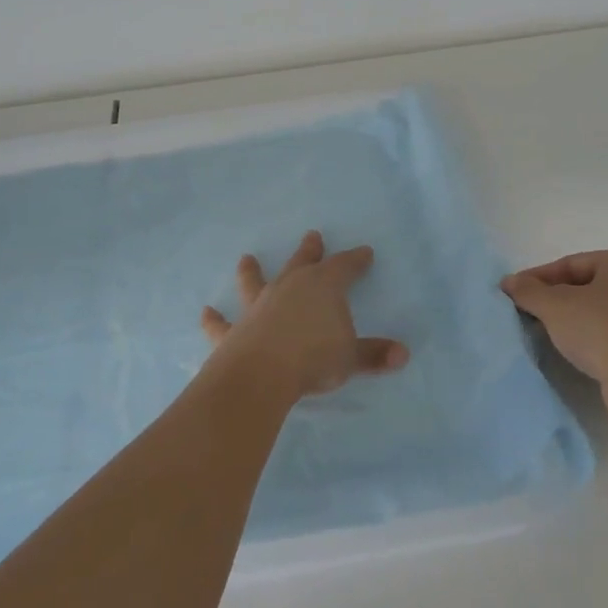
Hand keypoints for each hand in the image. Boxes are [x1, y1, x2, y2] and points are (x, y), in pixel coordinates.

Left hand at [200, 231, 409, 403]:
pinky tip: (205, 312)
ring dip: (252, 271)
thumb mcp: (351, 358)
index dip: (355, 260)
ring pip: (256, 282)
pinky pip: (222, 323)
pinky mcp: (234, 331)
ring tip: (246, 258)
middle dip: (309, 250)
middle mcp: (289, 288)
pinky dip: (213, 319)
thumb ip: (374, 355)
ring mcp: (259, 307)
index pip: (344, 267)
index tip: (365, 252)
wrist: (262, 373)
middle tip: (312, 235)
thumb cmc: (314, 358)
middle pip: (302, 263)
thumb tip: (403, 355)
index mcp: (322, 287)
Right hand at [501, 249, 607, 438]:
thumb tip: (509, 282)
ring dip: (570, 320)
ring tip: (543, 333)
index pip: (570, 263)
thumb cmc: (601, 330)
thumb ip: (529, 291)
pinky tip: (571, 351)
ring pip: (597, 311)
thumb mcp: (555, 306)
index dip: (537, 277)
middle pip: (585, 286)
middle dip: (553, 299)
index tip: (512, 293)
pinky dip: (588, 338)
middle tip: (526, 312)